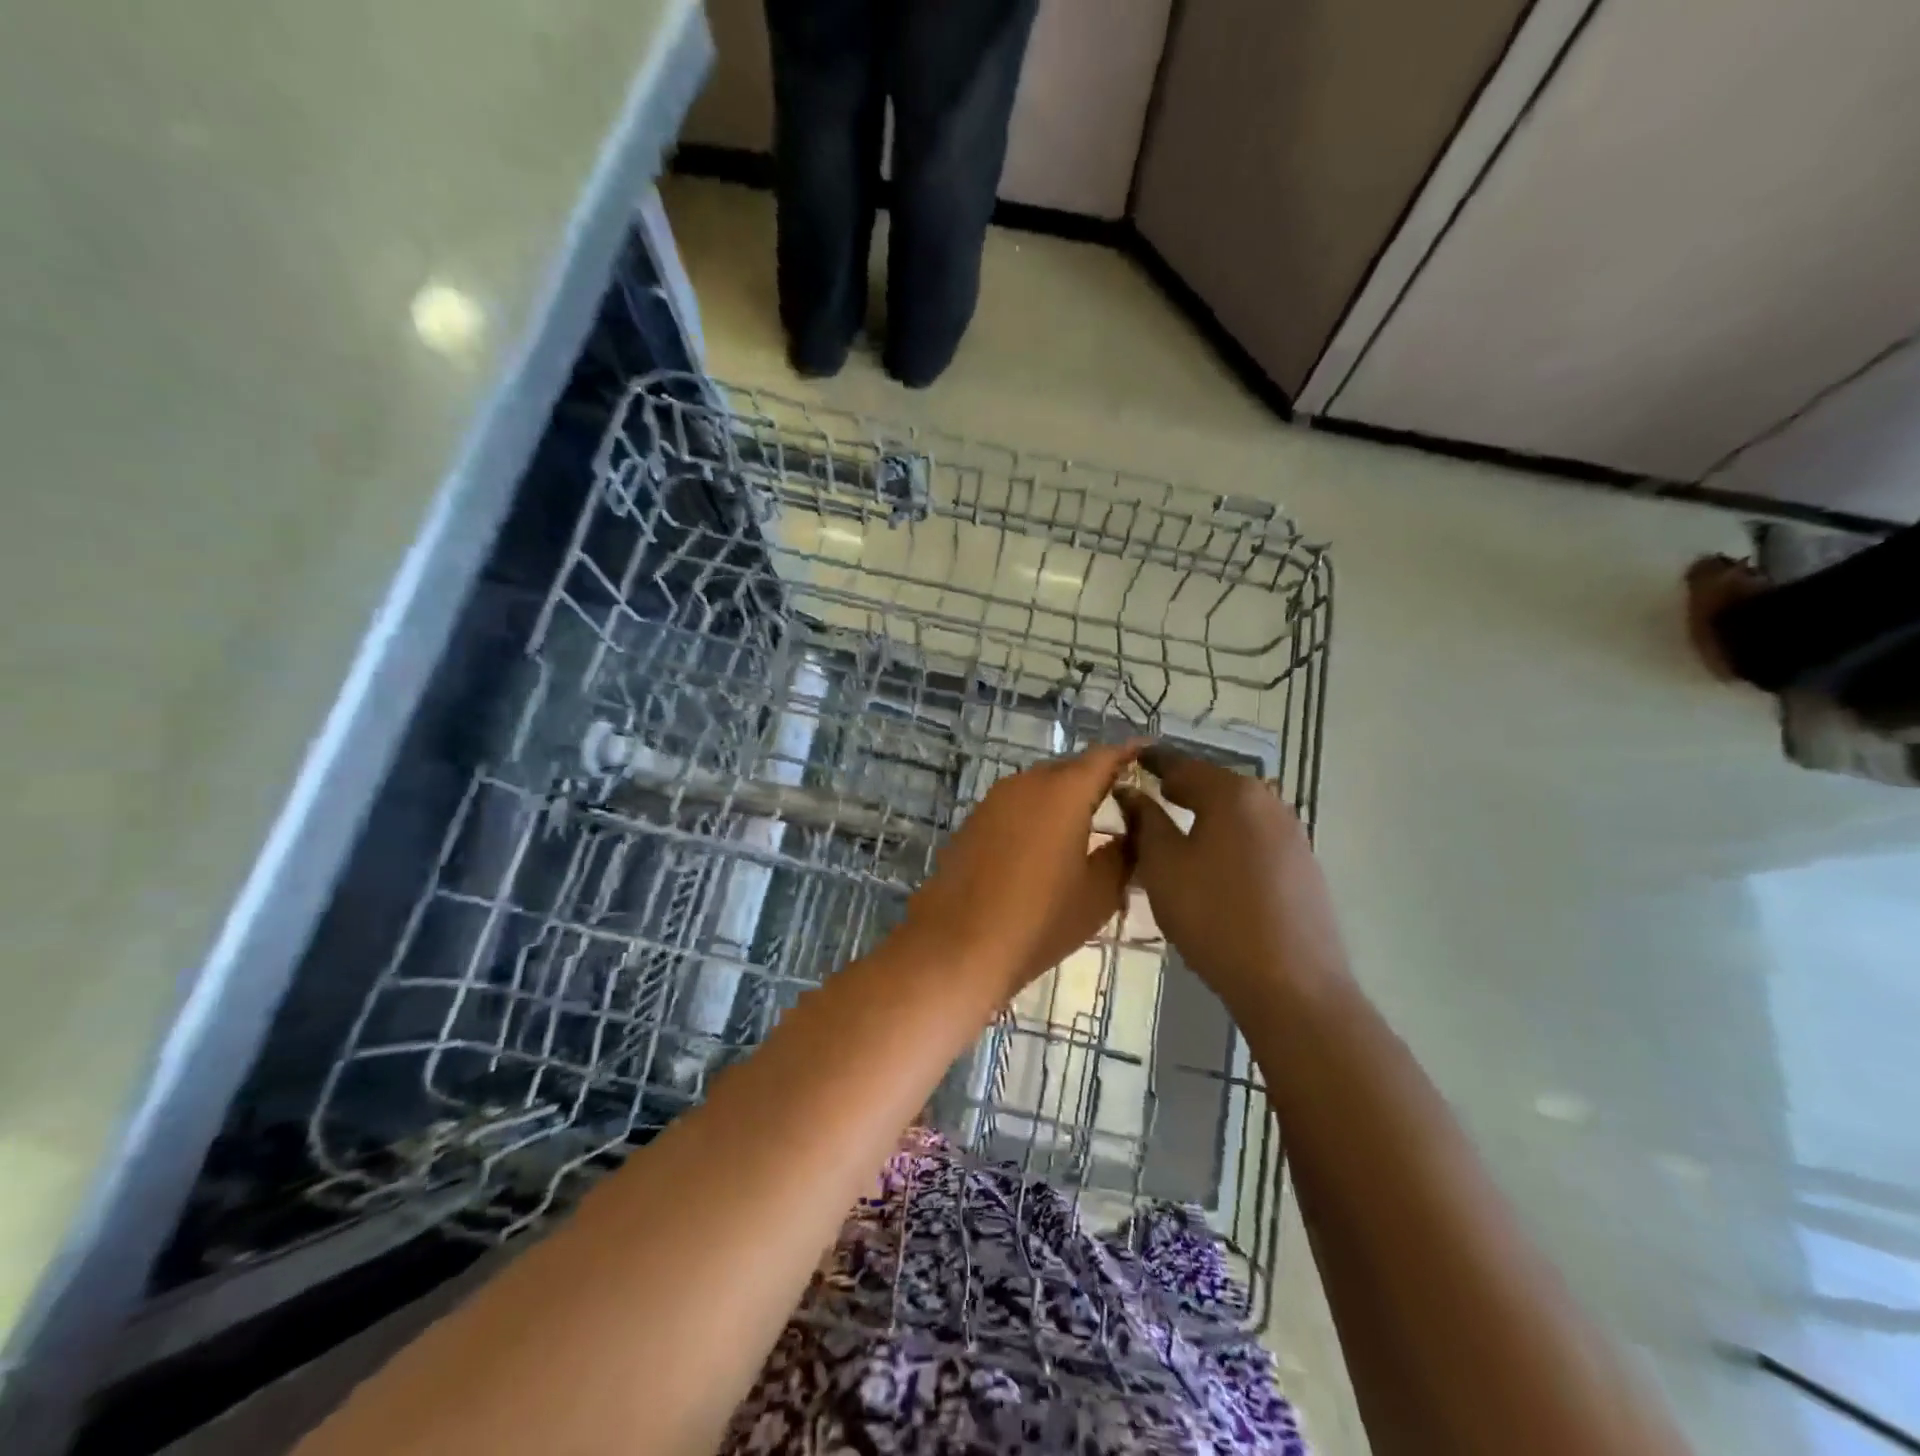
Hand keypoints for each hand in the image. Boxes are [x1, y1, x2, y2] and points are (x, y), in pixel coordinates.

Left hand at [897, 743, 1139, 1000]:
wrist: (958, 944)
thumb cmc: (1040, 919)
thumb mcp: (1098, 893)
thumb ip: (1122, 854)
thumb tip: (1130, 834)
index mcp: (1064, 791)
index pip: (1104, 757)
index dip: (1128, 753)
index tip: (1146, 752)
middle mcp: (1027, 783)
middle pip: (1070, 768)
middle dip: (1096, 776)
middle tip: (1122, 796)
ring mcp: (994, 800)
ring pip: (1039, 785)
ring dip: (1064, 795)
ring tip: (1087, 820)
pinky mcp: (973, 821)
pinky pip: (1016, 804)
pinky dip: (1037, 812)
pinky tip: (1045, 840)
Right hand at [1115, 747, 1348, 1014]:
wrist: (1291, 984)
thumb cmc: (1214, 916)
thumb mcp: (1163, 867)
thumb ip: (1145, 822)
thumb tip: (1131, 793)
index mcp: (1232, 793)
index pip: (1182, 764)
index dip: (1152, 762)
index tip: (1130, 760)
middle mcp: (1268, 802)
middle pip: (1214, 785)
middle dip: (1181, 788)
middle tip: (1150, 796)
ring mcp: (1292, 834)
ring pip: (1237, 813)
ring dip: (1206, 815)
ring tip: (1178, 830)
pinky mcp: (1304, 866)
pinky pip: (1255, 838)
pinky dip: (1228, 838)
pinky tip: (1214, 862)